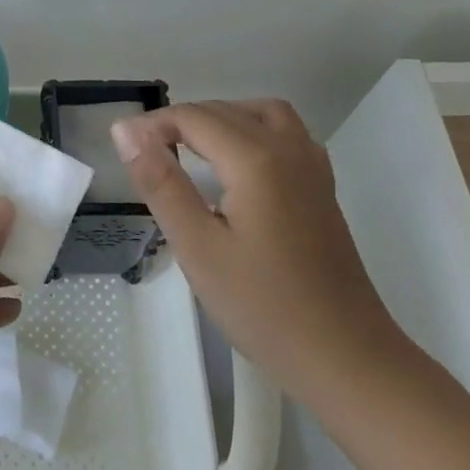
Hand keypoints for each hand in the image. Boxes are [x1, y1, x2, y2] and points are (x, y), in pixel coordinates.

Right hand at [111, 100, 399, 393]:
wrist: (346, 358)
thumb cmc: (264, 307)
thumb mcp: (197, 247)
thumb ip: (161, 183)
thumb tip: (126, 131)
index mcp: (256, 159)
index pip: (193, 117)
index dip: (152, 125)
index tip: (122, 149)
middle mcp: (288, 149)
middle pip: (224, 111)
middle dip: (179, 121)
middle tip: (144, 155)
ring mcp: (312, 167)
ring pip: (259, 113)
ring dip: (218, 118)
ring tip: (187, 149)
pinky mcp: (322, 188)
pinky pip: (284, 133)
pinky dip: (250, 130)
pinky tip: (235, 165)